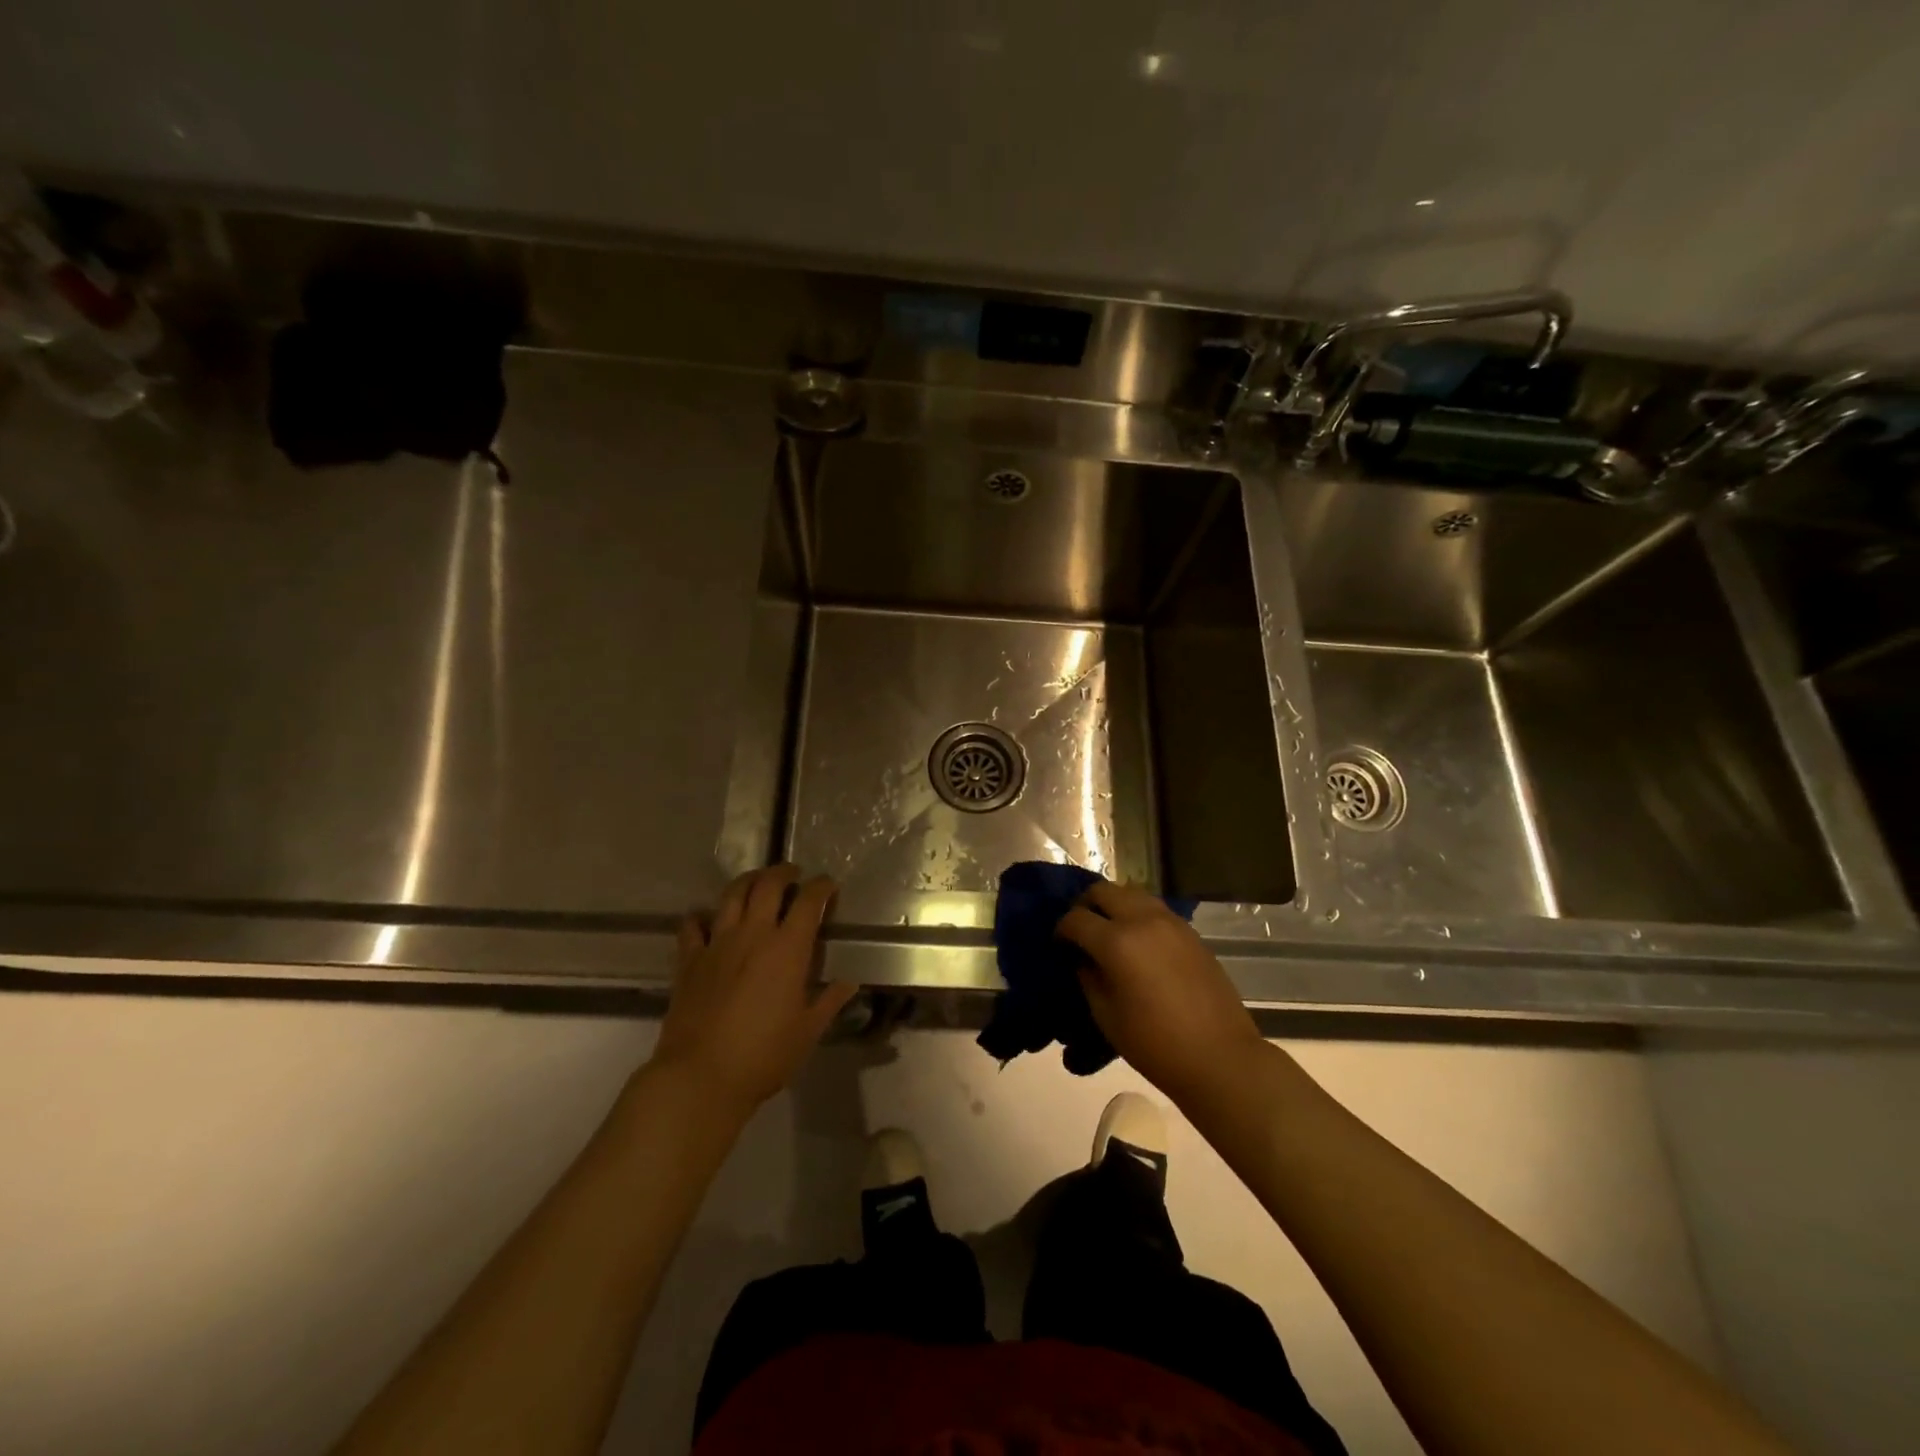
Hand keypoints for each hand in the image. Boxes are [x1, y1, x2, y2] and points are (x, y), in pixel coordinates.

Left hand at [652, 865, 857, 1116]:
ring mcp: (717, 944)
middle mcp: (753, 935)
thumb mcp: (807, 1031)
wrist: (700, 1077)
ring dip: (747, 881)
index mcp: (788, 948)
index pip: (808, 901)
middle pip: (768, 885)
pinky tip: (707, 919)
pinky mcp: (689, 960)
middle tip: (792, 874)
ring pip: (732, 895)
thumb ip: (829, 1002)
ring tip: (756, 882)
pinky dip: (701, 916)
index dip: (821, 887)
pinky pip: (692, 926)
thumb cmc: (763, 1055)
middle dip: (783, 872)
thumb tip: (849, 983)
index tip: (828, 885)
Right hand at [1057, 881, 1265, 1102]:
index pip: (1076, 918)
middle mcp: (1142, 920)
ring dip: (1113, 904)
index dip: (1061, 930)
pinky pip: (1154, 908)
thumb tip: (1082, 958)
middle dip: (1085, 905)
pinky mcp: (1190, 931)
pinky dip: (1137, 913)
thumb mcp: (1106, 1015)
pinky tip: (1137, 941)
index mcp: (1117, 942)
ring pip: (1131, 892)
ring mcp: (1170, 922)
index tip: (1059, 945)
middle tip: (1080, 930)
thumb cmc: (1155, 1044)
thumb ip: (1088, 977)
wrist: (1219, 1056)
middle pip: (1103, 891)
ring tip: (1108, 931)